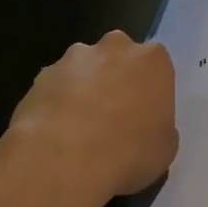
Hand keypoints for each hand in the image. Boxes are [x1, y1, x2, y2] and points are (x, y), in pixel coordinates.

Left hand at [1, 32, 178, 206]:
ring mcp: (74, 58)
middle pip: (119, 58)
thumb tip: (146, 127)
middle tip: (114, 119)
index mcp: (152, 60)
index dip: (149, 92)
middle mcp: (114, 47)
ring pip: (84, 69)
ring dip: (84, 90)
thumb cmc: (128, 152)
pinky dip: (58, 103)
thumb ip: (160, 127)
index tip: (144, 117)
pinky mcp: (42, 74)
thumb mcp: (165, 149)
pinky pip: (57, 87)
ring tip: (79, 130)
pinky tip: (56, 134)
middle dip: (116, 80)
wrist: (63, 159)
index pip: (156, 67)